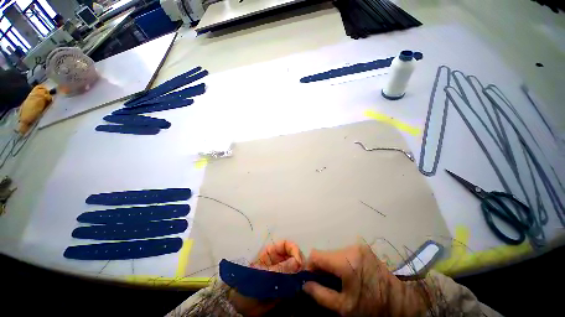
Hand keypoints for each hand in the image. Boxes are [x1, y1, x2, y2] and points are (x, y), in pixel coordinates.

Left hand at [228, 240, 304, 315]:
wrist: (243, 308)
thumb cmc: (248, 286)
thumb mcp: (261, 276)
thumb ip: (278, 269)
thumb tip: (296, 262)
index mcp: (270, 253)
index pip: (285, 244)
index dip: (293, 249)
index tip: (298, 261)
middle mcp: (278, 260)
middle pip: (293, 254)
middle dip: (299, 261)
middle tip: (302, 272)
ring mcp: (283, 272)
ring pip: (297, 266)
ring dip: (301, 271)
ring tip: (302, 280)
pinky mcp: (287, 284)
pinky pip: (296, 279)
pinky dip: (300, 281)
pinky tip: (300, 286)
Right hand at [303, 244, 426, 316]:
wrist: (403, 301)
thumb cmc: (373, 306)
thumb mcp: (344, 307)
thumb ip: (320, 294)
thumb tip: (304, 284)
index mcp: (345, 260)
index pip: (316, 255)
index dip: (309, 266)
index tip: (310, 279)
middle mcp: (350, 248)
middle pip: (325, 253)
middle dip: (321, 267)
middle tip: (324, 283)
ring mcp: (358, 246)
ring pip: (334, 253)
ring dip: (331, 265)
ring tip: (338, 280)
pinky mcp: (363, 248)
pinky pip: (344, 253)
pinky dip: (340, 262)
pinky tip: (348, 275)